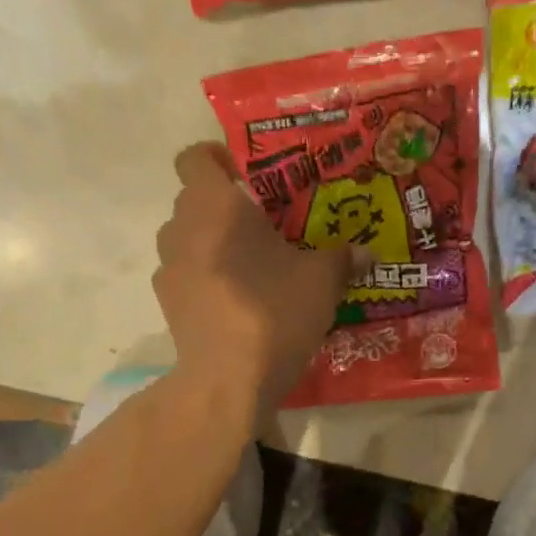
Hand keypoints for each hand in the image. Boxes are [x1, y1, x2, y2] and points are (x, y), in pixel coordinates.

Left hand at [155, 142, 362, 417]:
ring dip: (212, 241)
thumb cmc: (274, 311)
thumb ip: (343, 258)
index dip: (217, 158)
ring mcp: (168, 267)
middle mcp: (181, 227)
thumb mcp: (321, 281)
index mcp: (215, 205)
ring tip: (250, 264)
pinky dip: (205, 277)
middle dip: (225, 205)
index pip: (194, 157)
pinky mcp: (166, 303)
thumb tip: (368, 253)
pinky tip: (234, 300)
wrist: (228, 378)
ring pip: (186, 237)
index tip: (246, 175)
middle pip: (193, 198)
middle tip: (264, 223)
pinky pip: (185, 273)